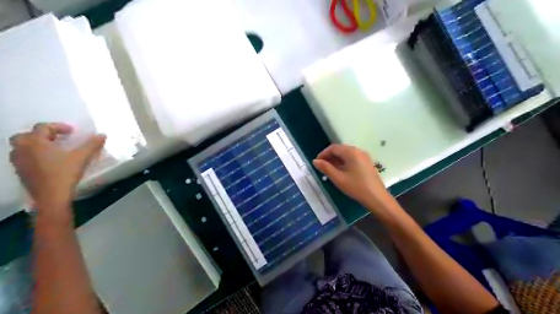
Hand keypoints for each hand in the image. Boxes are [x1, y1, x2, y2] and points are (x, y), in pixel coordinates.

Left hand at [9, 122, 105, 212]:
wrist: (51, 197)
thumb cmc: (65, 173)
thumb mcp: (81, 157)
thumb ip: (91, 145)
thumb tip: (102, 135)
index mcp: (35, 142)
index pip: (43, 127)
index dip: (59, 127)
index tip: (72, 132)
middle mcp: (22, 149)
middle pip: (27, 135)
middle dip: (42, 135)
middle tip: (58, 139)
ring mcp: (18, 161)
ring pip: (22, 147)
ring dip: (36, 145)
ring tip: (53, 150)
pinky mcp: (20, 172)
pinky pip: (23, 157)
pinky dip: (33, 155)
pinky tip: (48, 162)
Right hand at [314, 145, 390, 213]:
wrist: (377, 197)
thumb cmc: (356, 187)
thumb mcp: (338, 178)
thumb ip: (326, 168)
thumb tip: (315, 161)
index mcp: (351, 152)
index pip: (333, 148)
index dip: (323, 154)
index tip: (317, 163)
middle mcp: (358, 151)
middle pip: (340, 149)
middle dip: (329, 157)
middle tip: (322, 167)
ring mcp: (364, 156)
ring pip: (346, 154)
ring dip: (336, 160)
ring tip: (329, 170)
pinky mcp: (366, 162)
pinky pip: (352, 158)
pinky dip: (344, 162)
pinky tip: (340, 171)